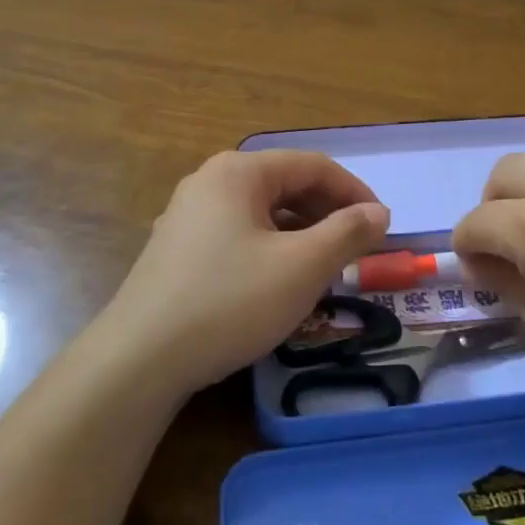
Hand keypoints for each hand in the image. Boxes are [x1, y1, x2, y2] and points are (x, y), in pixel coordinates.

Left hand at [101, 150, 390, 396]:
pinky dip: (270, 249)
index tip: (383, 227)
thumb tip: (379, 212)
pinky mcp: (177, 249)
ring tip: (326, 267)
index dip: (355, 191)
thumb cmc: (230, 301)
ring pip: (261, 213)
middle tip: (358, 249)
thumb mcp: (302, 267)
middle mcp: (210, 181)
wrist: (141, 358)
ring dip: (301, 233)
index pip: (313, 166)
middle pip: (285, 184)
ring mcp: (187, 215)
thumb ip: (347, 233)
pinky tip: (280, 282)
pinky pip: (238, 235)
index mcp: (239, 172)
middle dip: (328, 213)